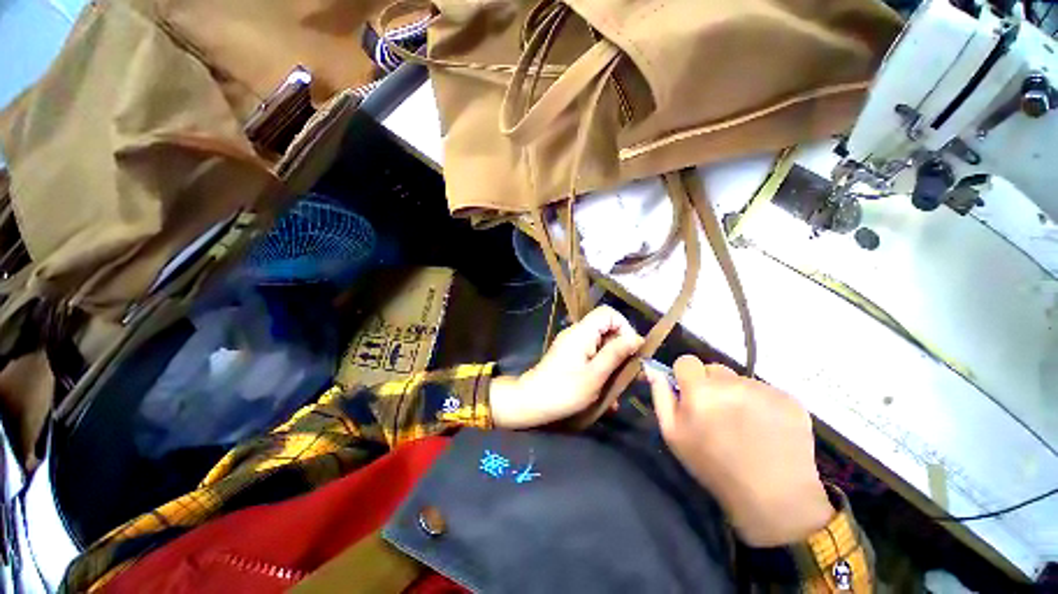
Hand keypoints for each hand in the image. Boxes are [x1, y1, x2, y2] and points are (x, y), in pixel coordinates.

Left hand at [490, 306, 642, 428]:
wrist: (528, 405)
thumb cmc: (563, 391)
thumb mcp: (595, 375)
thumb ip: (616, 354)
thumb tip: (637, 338)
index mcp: (582, 332)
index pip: (609, 314)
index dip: (625, 328)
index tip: (632, 352)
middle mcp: (577, 335)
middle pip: (607, 331)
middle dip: (622, 352)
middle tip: (632, 374)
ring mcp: (572, 348)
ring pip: (602, 349)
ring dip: (614, 367)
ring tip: (621, 390)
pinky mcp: (569, 361)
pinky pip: (592, 360)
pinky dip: (602, 374)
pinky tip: (608, 399)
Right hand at [647, 356, 833, 546]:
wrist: (774, 495)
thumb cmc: (718, 476)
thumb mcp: (679, 443)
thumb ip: (664, 402)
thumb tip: (656, 371)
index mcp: (701, 393)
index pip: (687, 363)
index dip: (687, 380)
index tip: (692, 402)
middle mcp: (734, 382)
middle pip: (717, 371)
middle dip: (715, 390)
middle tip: (720, 423)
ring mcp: (765, 388)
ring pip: (745, 384)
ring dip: (741, 400)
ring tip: (748, 434)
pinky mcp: (788, 396)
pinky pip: (770, 394)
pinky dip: (767, 409)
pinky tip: (770, 436)